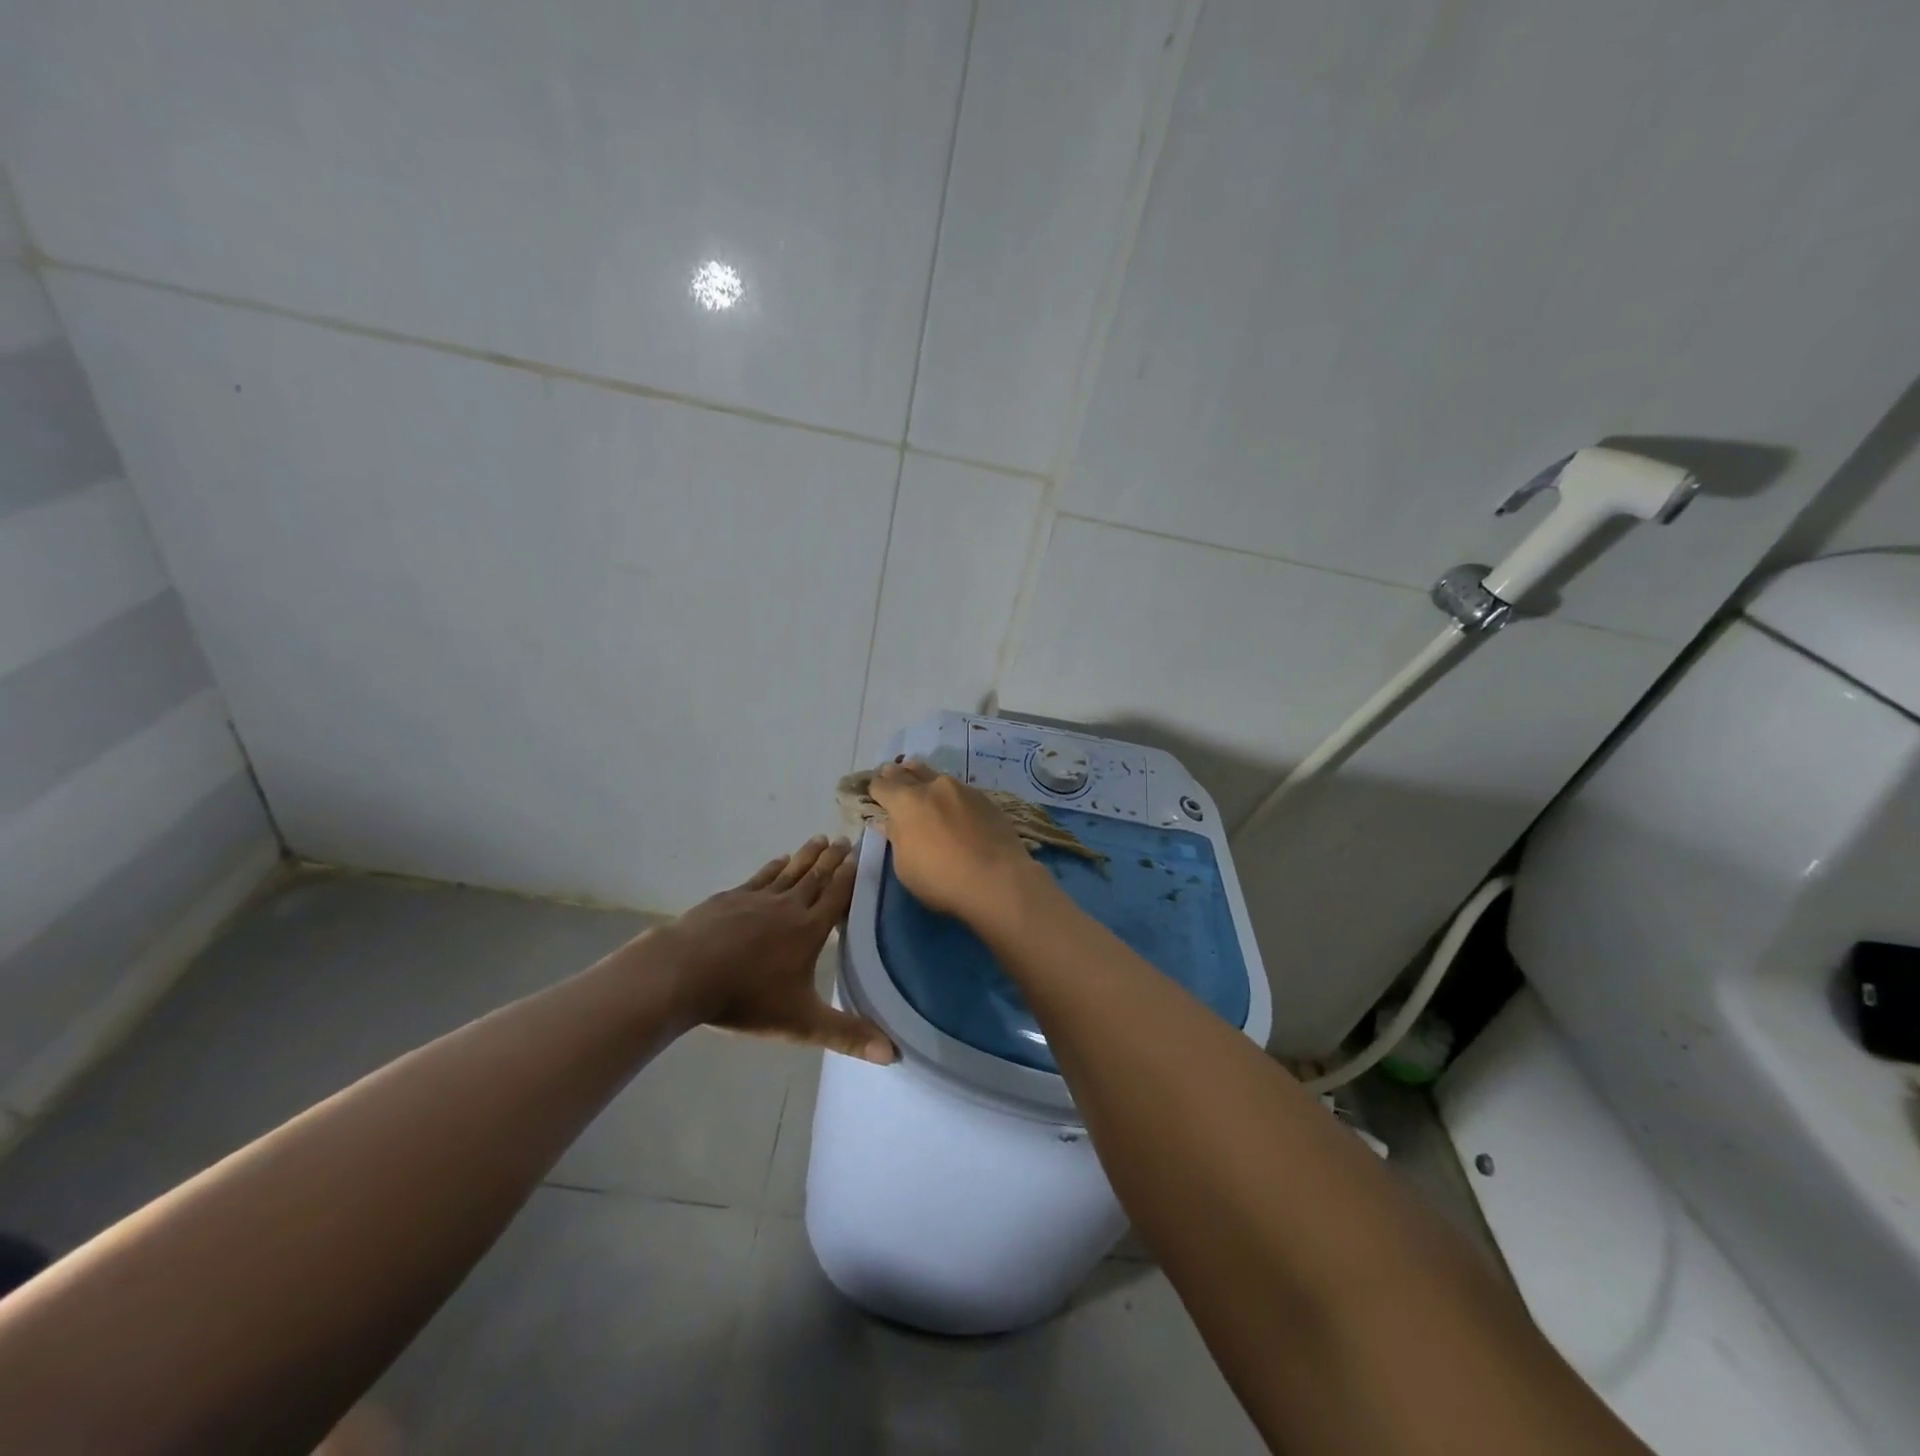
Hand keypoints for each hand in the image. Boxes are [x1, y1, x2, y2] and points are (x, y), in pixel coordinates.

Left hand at [651, 836, 895, 1063]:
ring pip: (790, 871)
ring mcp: (756, 898)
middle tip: (844, 838)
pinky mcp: (730, 898)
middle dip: (832, 858)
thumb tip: (894, 1055)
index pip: (838, 895)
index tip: (862, 853)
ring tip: (819, 839)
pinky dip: (774, 867)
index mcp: (809, 930)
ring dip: (807, 855)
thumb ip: (846, 1035)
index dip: (851, 874)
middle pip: (816, 876)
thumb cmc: (746, 998)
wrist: (683, 974)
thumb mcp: (801, 1023)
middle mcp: (788, 906)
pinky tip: (779, 860)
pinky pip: (760, 876)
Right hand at [867, 760, 1047, 929]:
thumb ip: (896, 838)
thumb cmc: (941, 879)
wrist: (997, 879)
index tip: (874, 795)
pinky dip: (948, 795)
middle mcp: (933, 787)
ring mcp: (962, 789)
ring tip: (921, 789)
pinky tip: (953, 808)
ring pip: (934, 775)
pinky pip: (958, 789)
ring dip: (923, 779)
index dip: (874, 789)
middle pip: (906, 771)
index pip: (881, 785)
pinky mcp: (984, 798)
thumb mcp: (905, 866)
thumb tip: (889, 822)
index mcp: (906, 802)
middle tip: (891, 781)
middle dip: (895, 776)